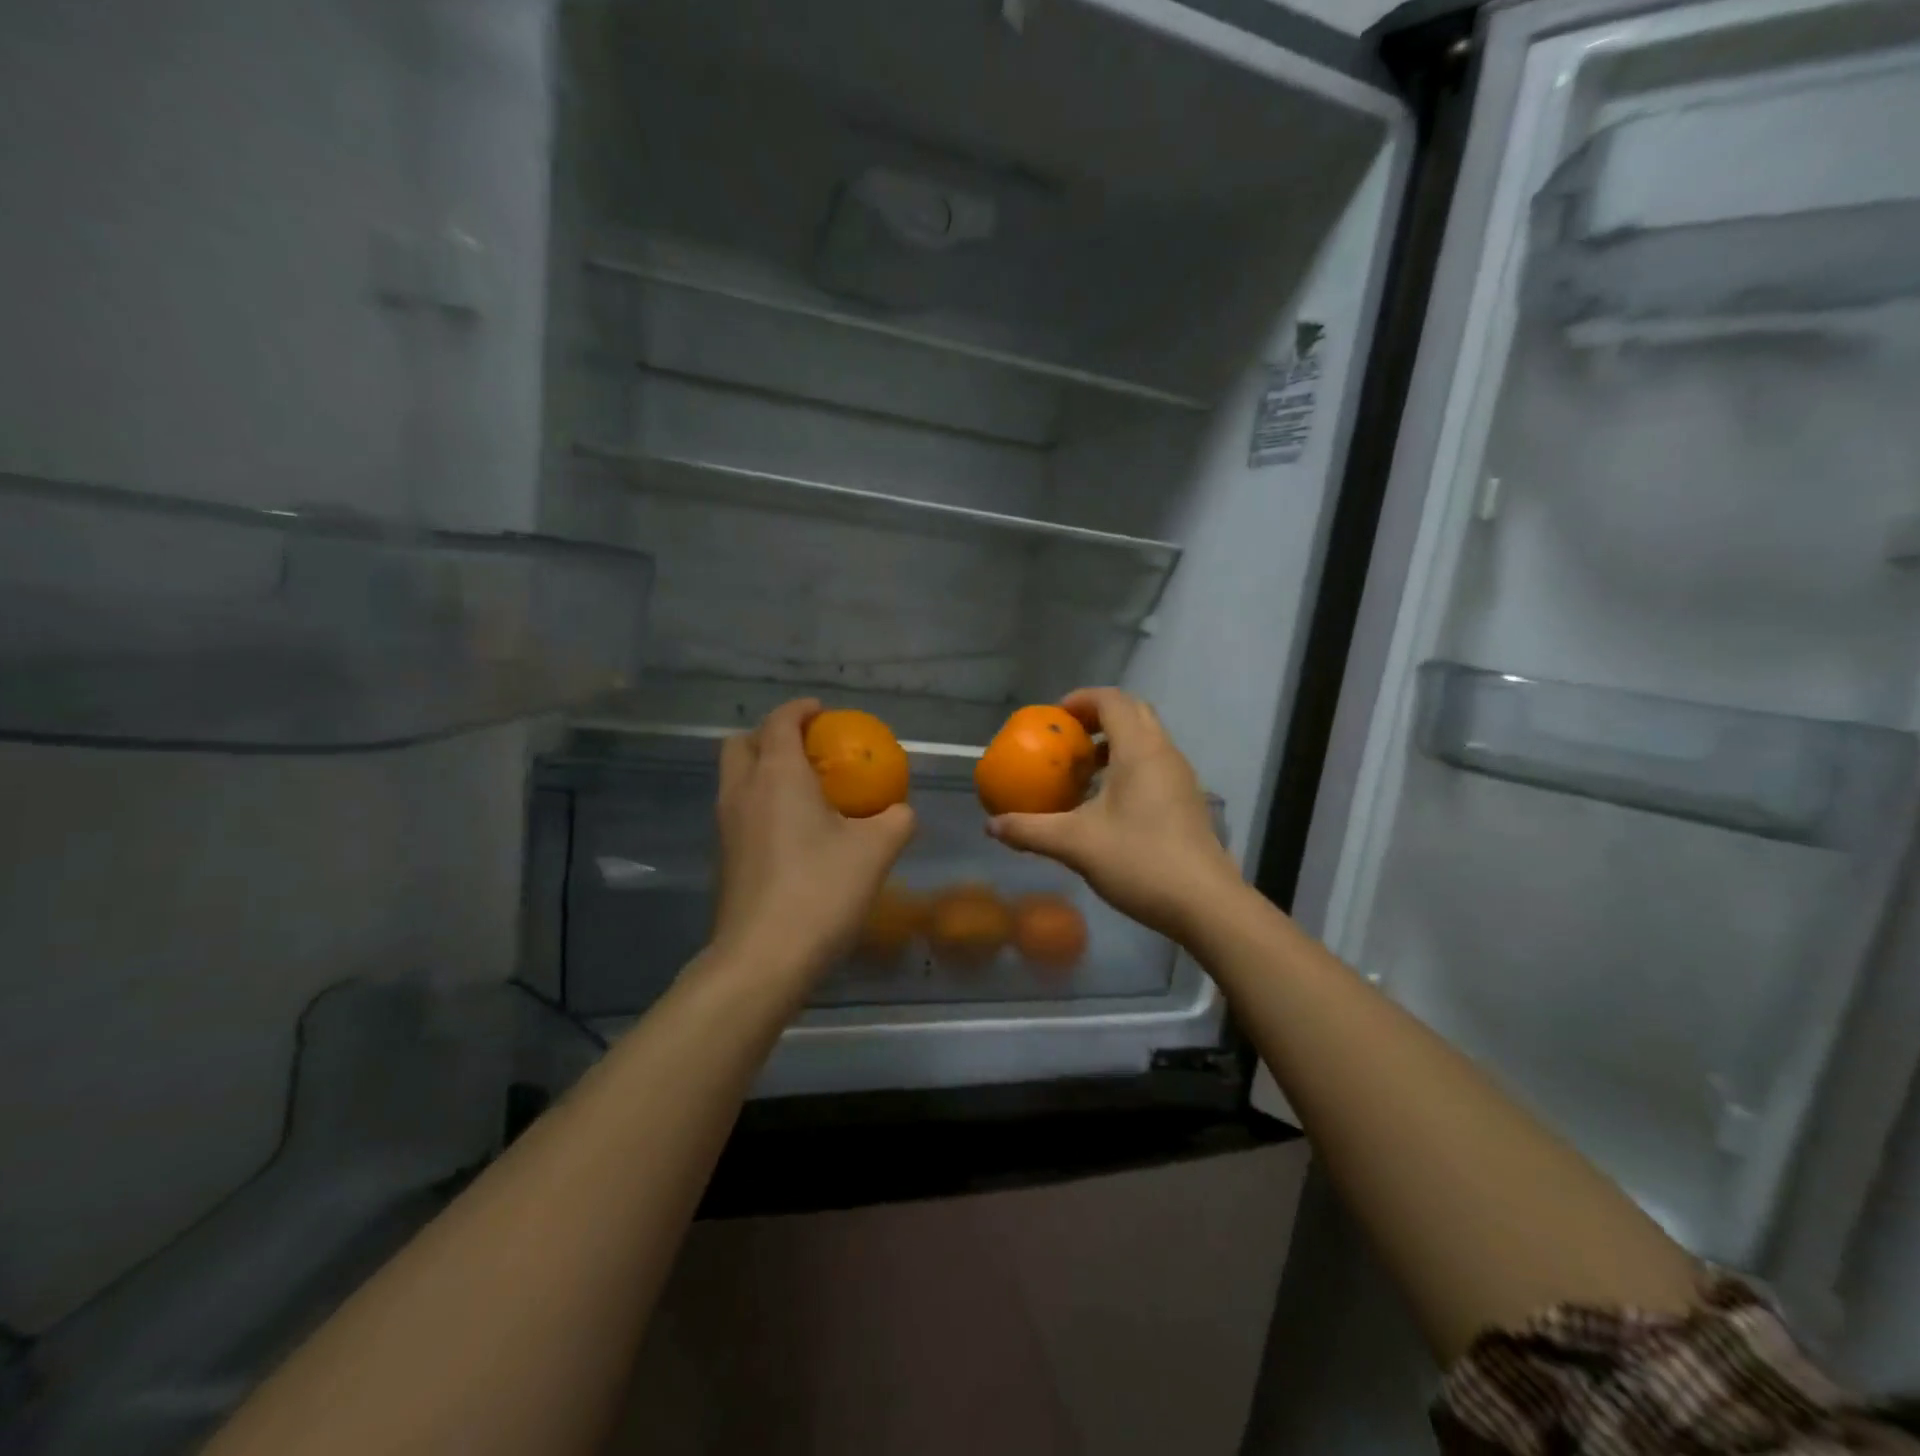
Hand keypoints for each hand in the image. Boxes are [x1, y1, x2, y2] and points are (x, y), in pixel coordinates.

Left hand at [711, 699, 916, 984]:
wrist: (763, 958)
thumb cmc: (821, 891)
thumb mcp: (876, 851)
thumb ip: (896, 820)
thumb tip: (902, 811)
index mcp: (778, 775)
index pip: (780, 722)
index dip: (801, 710)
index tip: (823, 712)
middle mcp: (743, 791)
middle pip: (742, 743)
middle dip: (771, 735)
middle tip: (807, 748)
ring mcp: (726, 825)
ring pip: (735, 777)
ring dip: (762, 769)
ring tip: (803, 788)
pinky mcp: (723, 857)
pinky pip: (738, 809)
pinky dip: (760, 802)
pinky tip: (793, 831)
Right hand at [987, 688, 1239, 942]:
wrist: (1205, 904)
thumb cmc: (1140, 861)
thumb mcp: (1075, 845)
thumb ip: (1030, 830)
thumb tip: (991, 825)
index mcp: (1140, 750)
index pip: (1112, 701)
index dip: (1081, 700)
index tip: (1053, 717)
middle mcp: (1164, 754)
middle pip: (1132, 713)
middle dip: (1096, 718)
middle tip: (1066, 739)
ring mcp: (1180, 778)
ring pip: (1146, 741)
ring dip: (1112, 745)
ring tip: (1081, 773)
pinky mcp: (1186, 802)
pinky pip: (1153, 766)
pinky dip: (1127, 768)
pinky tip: (1105, 805)